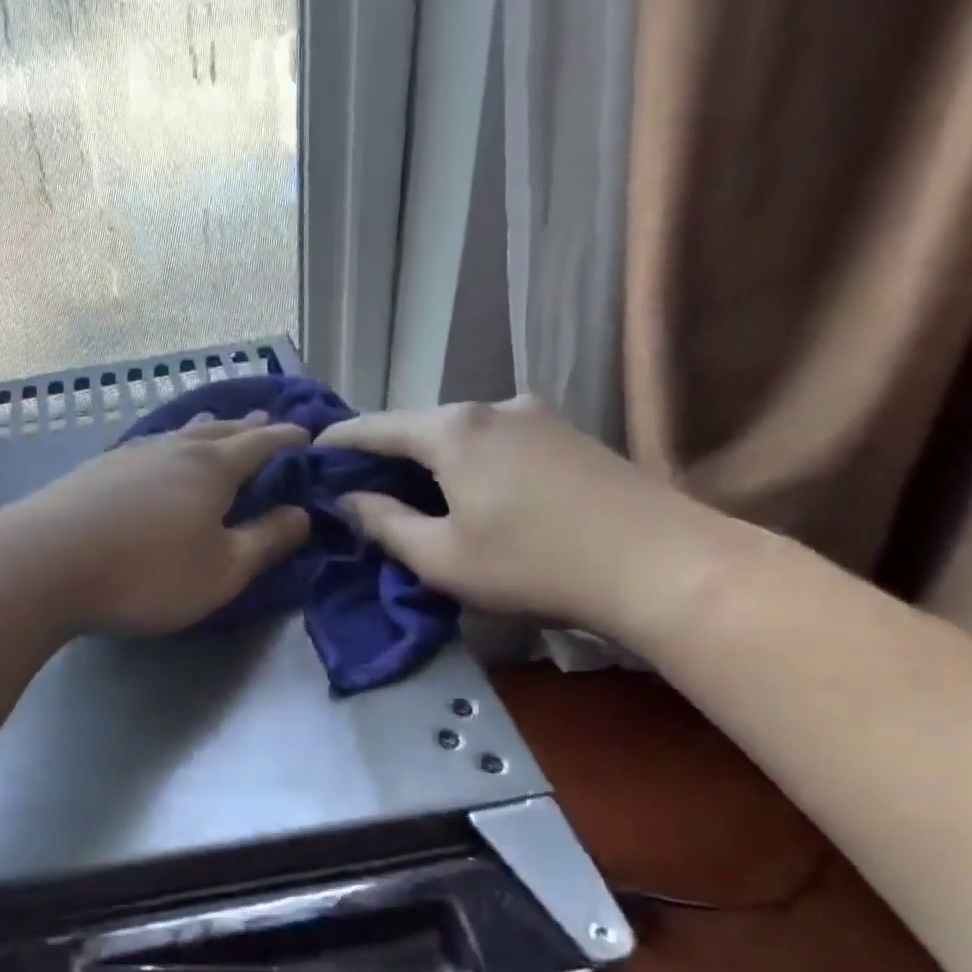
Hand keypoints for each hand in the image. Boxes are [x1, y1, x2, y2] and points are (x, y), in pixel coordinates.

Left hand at [5, 412, 312, 636]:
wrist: (44, 564)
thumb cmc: (147, 573)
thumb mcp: (222, 570)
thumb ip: (266, 541)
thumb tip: (302, 513)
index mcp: (212, 468)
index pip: (261, 444)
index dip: (287, 438)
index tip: (308, 433)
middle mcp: (172, 450)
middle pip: (219, 430)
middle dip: (247, 426)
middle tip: (265, 419)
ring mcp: (128, 456)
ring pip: (178, 434)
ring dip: (205, 430)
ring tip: (215, 425)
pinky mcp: (94, 472)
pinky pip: (147, 448)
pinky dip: (167, 446)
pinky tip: (155, 454)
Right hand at [316, 395, 740, 640]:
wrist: (659, 564)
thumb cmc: (532, 564)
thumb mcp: (440, 557)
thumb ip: (385, 525)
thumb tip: (350, 501)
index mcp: (452, 431)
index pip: (377, 427)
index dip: (340, 440)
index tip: (312, 450)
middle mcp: (493, 407)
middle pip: (421, 426)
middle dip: (385, 453)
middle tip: (357, 484)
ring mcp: (537, 416)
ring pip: (461, 434)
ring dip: (429, 459)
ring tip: (411, 492)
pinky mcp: (569, 435)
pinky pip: (497, 441)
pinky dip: (468, 462)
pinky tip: (469, 491)